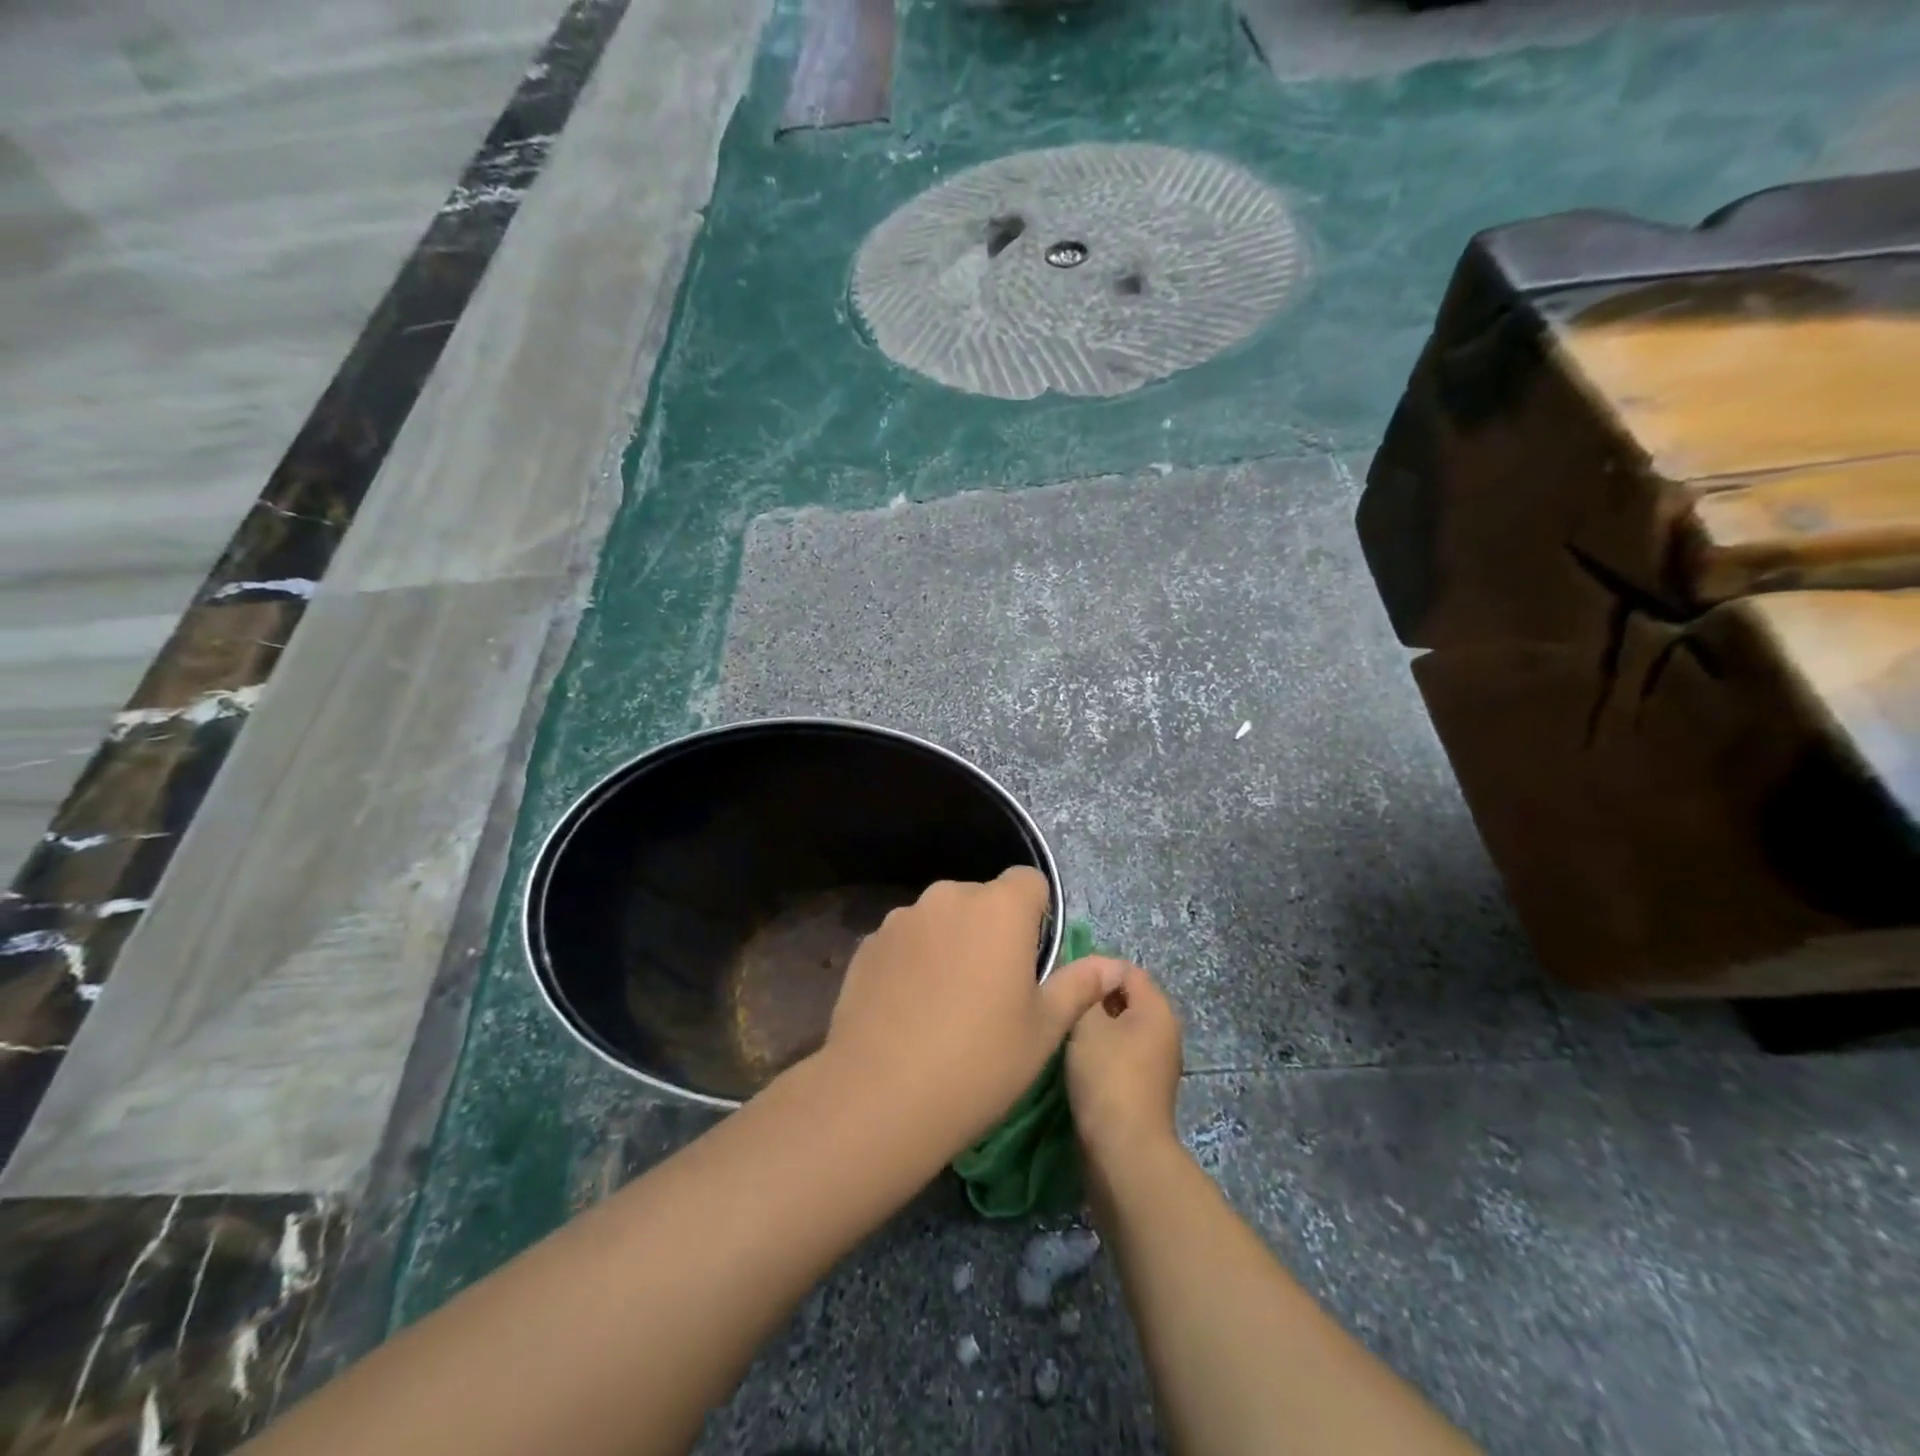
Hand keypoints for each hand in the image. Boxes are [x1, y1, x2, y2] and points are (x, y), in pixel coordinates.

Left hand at [821, 867, 1124, 1156]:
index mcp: (1000, 908)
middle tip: (992, 987)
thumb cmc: (980, 1062)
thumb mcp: (1044, 1029)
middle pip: (982, 899)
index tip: (1031, 959)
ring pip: (941, 919)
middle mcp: (949, 897)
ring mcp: (902, 918)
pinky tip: (909, 1009)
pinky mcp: (868, 943)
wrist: (881, 1096)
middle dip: (992, 929)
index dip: (1037, 914)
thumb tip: (1112, 966)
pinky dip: (914, 960)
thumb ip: (1079, 986)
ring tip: (945, 1002)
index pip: (1029, 881)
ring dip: (951, 942)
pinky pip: (906, 940)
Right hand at [1065, 961, 1183, 1169]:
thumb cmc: (1106, 1076)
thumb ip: (1087, 989)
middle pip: (1124, 1000)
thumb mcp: (1087, 1021)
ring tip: (1063, 1036)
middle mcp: (1165, 1032)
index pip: (1126, 970)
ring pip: (1119, 1031)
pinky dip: (1099, 1058)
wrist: (1123, 1152)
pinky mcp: (1144, 1091)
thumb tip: (1092, 979)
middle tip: (1061, 1009)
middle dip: (1092, 1002)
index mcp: (1158, 1009)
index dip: (1094, 971)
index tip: (1065, 984)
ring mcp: (1157, 1065)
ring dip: (1093, 1032)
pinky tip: (1075, 1065)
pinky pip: (1119, 1058)